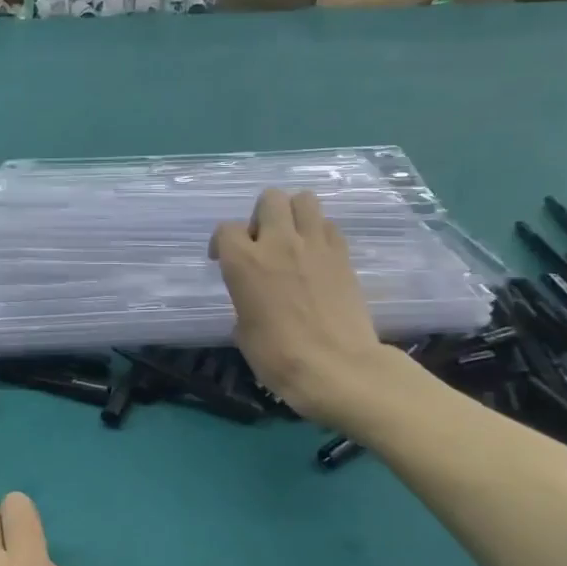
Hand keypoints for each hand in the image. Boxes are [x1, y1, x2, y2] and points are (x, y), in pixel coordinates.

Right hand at [211, 188, 407, 425]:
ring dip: (293, 214)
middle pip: (269, 198)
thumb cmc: (278, 357)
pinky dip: (319, 233)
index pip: (227, 229)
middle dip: (261, 215)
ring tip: (291, 240)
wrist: (337, 367)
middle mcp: (278, 243)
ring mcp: (315, 245)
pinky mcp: (344, 255)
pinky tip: (316, 257)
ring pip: (304, 199)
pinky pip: (329, 225)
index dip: (222, 244)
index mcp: (244, 262)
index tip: (223, 261)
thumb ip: (244, 301)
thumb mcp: (244, 331)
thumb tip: (254, 301)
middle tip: (262, 242)